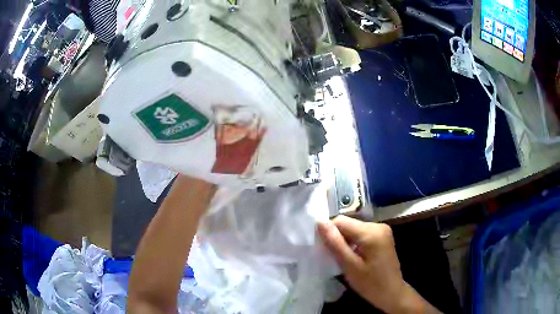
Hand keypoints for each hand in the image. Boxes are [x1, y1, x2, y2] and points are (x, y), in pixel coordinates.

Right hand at [318, 216, 439, 313]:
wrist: (392, 293)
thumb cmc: (370, 283)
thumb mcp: (349, 266)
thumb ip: (335, 243)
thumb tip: (319, 222)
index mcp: (371, 231)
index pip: (341, 221)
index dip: (329, 233)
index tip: (324, 249)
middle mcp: (378, 225)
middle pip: (348, 224)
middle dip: (338, 238)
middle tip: (333, 256)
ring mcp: (382, 230)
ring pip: (354, 229)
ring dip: (345, 241)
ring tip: (343, 258)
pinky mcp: (383, 236)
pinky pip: (362, 233)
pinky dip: (354, 243)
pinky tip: (354, 257)